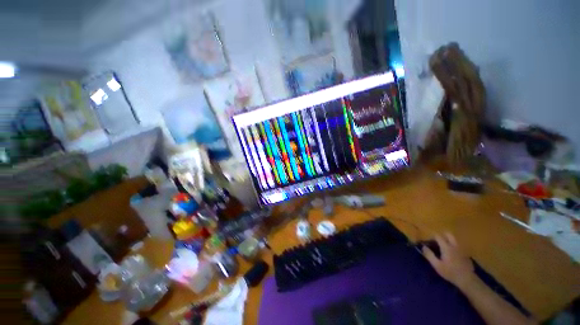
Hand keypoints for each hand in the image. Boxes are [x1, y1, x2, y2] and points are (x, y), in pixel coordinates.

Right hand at [422, 232, 475, 288]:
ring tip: (444, 247)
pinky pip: (459, 246)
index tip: (429, 241)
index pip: (438, 236)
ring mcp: (461, 249)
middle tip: (438, 241)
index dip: (433, 237)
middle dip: (442, 235)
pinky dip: (454, 247)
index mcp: (446, 247)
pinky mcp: (466, 254)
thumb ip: (429, 255)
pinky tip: (452, 255)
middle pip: (448, 234)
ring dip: (449, 240)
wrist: (467, 280)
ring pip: (455, 239)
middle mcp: (454, 245)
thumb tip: (423, 247)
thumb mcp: (437, 265)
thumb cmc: (450, 272)